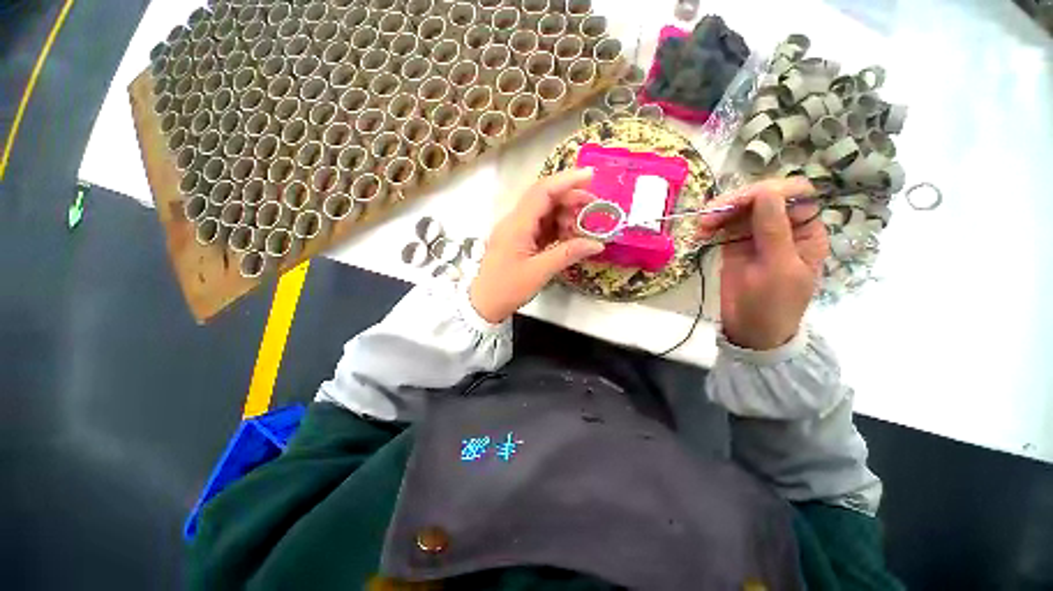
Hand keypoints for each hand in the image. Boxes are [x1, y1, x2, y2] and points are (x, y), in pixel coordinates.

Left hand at [469, 168, 604, 322]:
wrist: (484, 304)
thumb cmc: (508, 288)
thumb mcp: (540, 272)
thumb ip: (568, 254)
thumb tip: (598, 243)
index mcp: (516, 224)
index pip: (542, 192)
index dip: (566, 180)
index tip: (591, 176)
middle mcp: (514, 221)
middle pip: (543, 199)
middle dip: (569, 198)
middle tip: (593, 206)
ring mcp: (515, 230)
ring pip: (543, 212)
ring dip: (564, 215)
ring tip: (582, 226)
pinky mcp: (518, 240)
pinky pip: (540, 226)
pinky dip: (556, 227)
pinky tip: (569, 235)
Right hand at [699, 178, 827, 350]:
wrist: (751, 331)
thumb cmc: (773, 304)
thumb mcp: (778, 269)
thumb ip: (773, 230)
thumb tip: (765, 192)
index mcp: (805, 231)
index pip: (795, 194)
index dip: (770, 191)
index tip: (742, 203)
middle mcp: (782, 227)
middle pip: (762, 198)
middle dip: (736, 202)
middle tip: (709, 217)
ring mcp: (756, 235)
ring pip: (739, 209)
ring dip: (719, 213)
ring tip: (700, 227)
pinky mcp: (734, 244)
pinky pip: (723, 225)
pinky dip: (711, 226)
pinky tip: (700, 234)